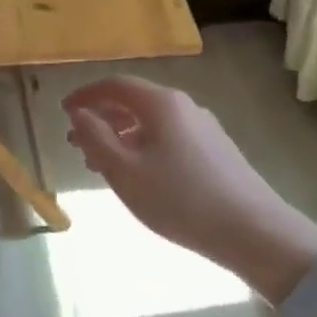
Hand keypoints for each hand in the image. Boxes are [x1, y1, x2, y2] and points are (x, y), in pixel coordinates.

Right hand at [62, 75, 316, 298]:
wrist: (253, 231)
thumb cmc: (180, 198)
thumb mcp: (125, 171)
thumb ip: (96, 138)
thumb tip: (79, 114)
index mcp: (161, 103)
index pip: (115, 85)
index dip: (85, 95)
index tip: (63, 111)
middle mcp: (184, 106)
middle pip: (134, 101)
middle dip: (101, 118)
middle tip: (76, 141)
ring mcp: (204, 128)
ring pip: (151, 122)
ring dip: (121, 135)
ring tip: (101, 162)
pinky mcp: (216, 151)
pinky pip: (168, 137)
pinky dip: (143, 146)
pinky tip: (138, 174)